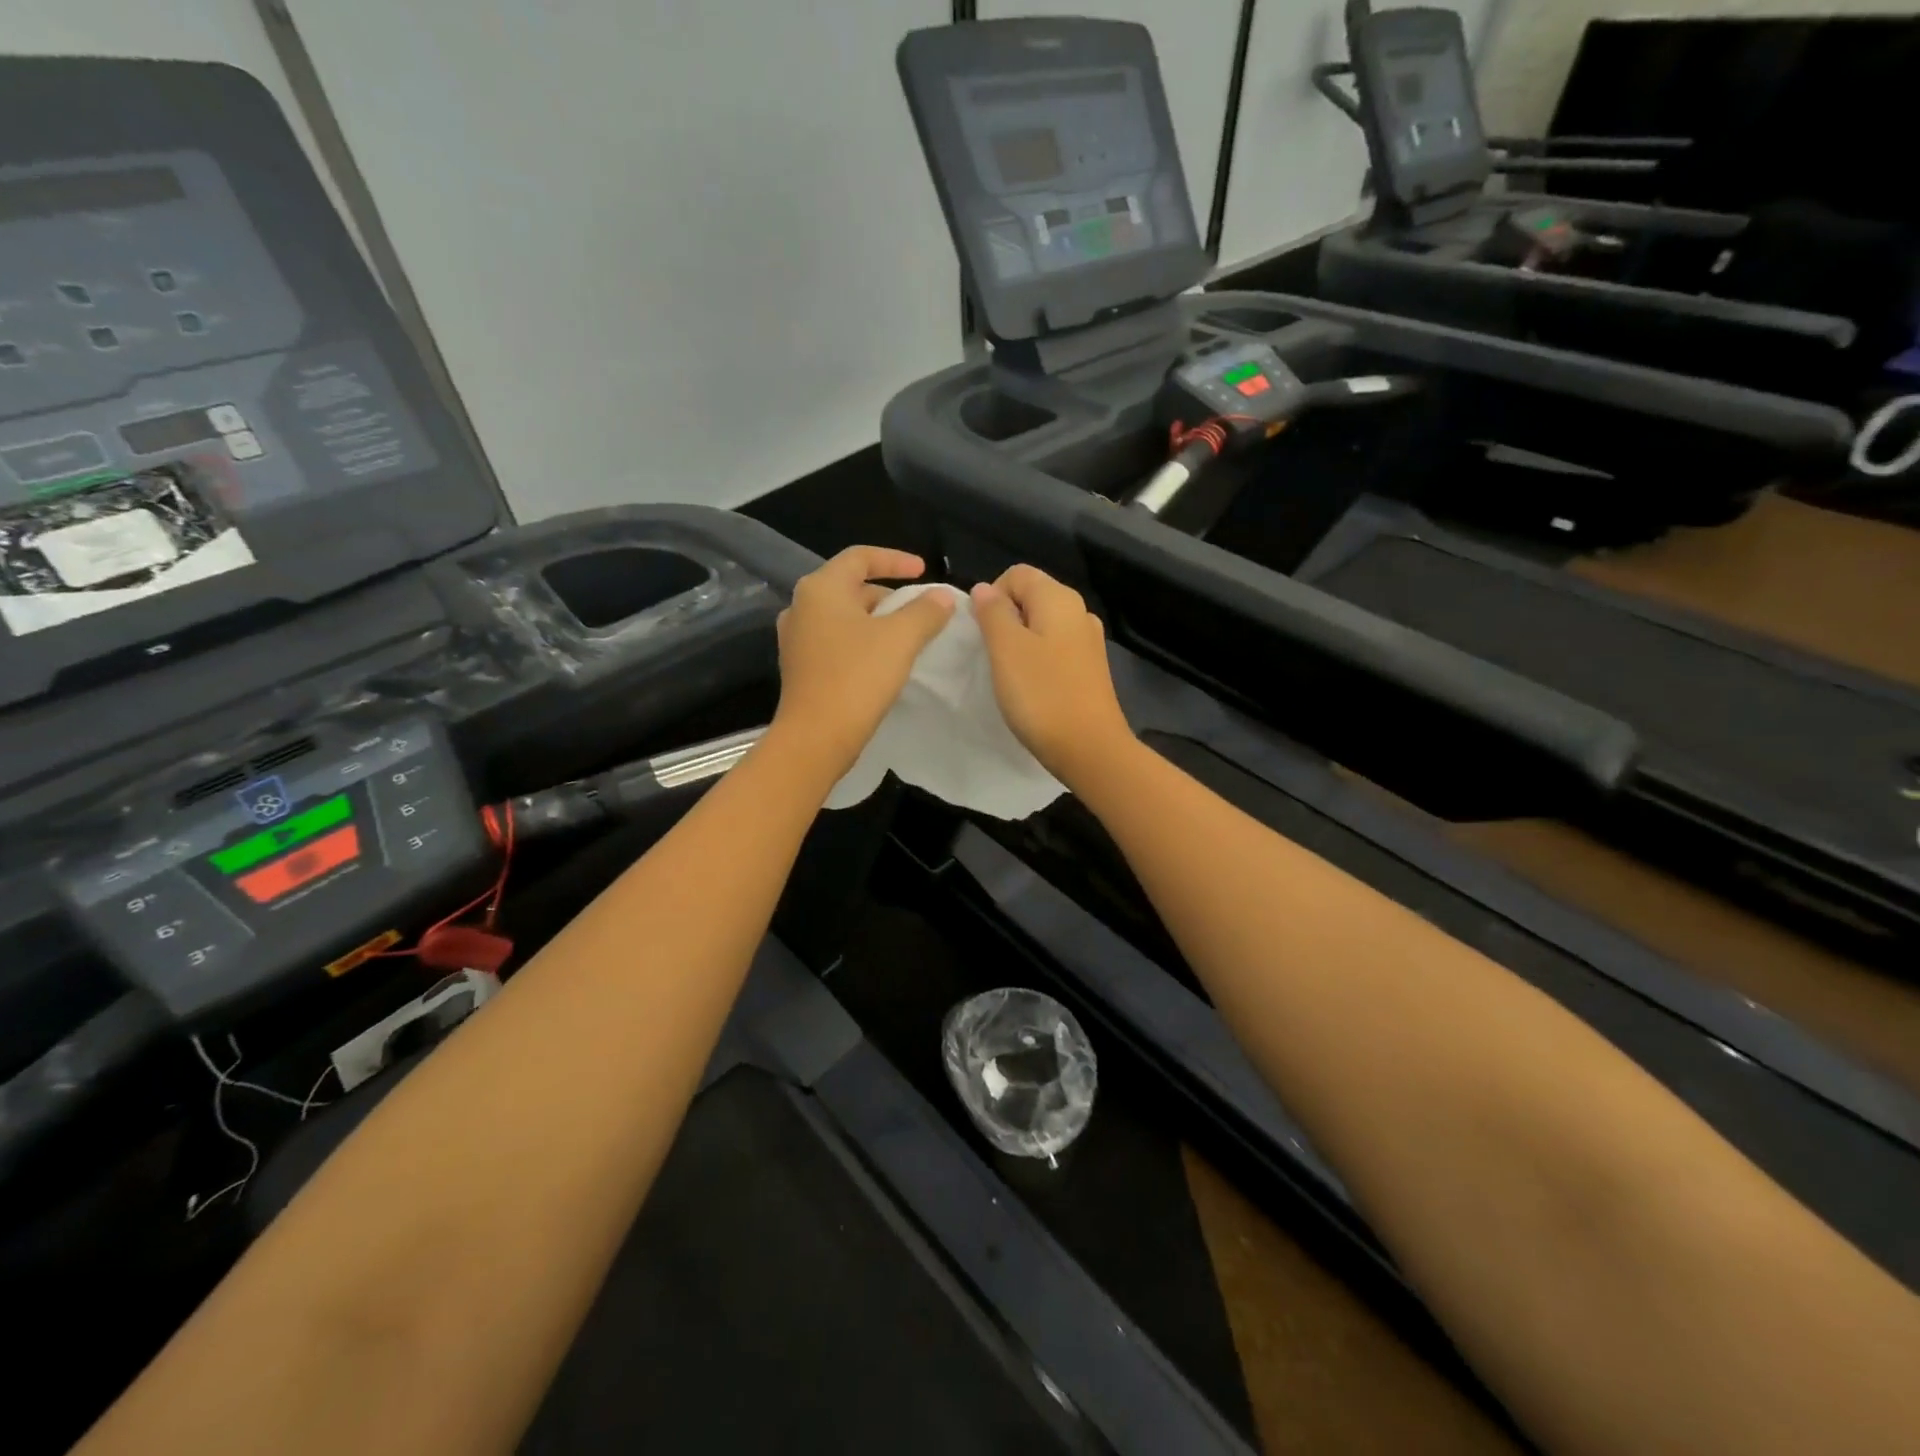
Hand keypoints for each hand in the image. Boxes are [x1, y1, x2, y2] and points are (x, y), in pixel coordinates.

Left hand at [771, 546, 956, 778]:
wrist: (816, 738)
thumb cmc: (857, 678)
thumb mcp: (900, 639)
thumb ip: (925, 611)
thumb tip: (943, 596)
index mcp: (820, 588)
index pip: (860, 557)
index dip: (895, 559)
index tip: (924, 571)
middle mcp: (801, 607)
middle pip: (851, 587)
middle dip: (889, 595)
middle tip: (920, 610)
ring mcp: (796, 639)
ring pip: (844, 617)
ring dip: (877, 621)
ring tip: (907, 636)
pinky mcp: (801, 667)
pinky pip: (836, 641)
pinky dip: (862, 642)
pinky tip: (883, 661)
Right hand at [969, 565, 1136, 787]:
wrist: (1089, 748)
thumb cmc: (1042, 695)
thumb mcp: (1006, 649)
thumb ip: (992, 613)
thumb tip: (984, 589)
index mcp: (1059, 598)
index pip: (1017, 574)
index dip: (991, 595)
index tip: (982, 632)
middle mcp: (1079, 612)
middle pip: (1031, 597)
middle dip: (1005, 619)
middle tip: (991, 655)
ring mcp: (1088, 642)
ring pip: (1042, 625)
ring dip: (1019, 642)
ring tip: (1008, 673)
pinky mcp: (1090, 669)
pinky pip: (1055, 649)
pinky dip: (1038, 660)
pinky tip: (1031, 687)